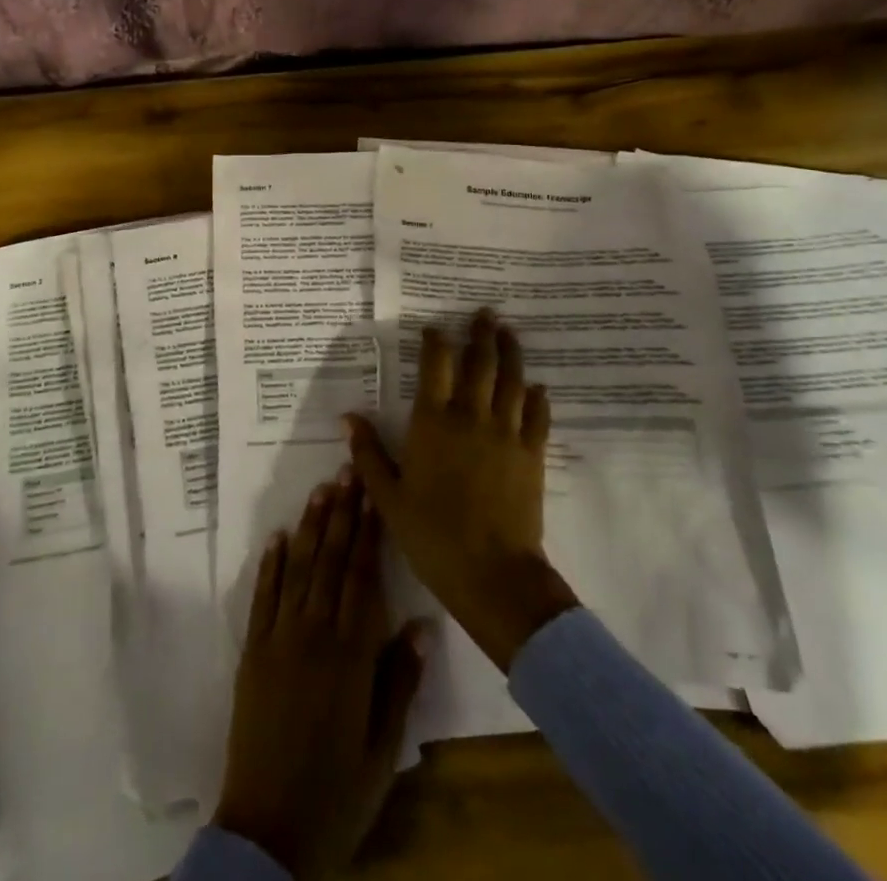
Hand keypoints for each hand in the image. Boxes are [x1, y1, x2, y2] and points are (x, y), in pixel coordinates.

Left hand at [213, 474, 426, 879]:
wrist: (267, 831)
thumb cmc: (336, 794)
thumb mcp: (383, 748)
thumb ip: (399, 682)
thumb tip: (420, 624)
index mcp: (350, 655)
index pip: (363, 577)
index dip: (370, 532)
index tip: (375, 494)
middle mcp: (313, 634)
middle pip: (330, 561)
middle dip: (342, 513)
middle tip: (348, 470)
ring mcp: (278, 639)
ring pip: (298, 569)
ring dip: (309, 526)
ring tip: (321, 488)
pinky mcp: (252, 652)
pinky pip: (262, 597)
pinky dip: (269, 564)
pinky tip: (277, 535)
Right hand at [345, 309, 579, 671]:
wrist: (491, 573)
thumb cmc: (432, 534)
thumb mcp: (388, 496)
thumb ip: (368, 453)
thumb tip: (348, 417)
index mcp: (433, 422)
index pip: (436, 365)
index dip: (436, 340)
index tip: (435, 327)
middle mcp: (471, 416)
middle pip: (480, 363)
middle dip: (481, 334)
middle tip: (484, 313)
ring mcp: (507, 433)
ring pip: (512, 380)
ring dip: (511, 353)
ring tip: (508, 332)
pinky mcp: (533, 454)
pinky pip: (538, 415)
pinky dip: (537, 397)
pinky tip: (537, 386)